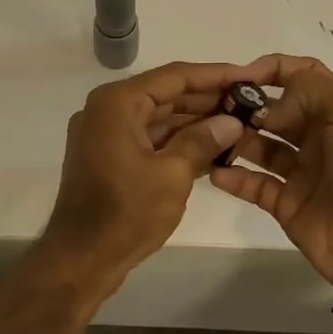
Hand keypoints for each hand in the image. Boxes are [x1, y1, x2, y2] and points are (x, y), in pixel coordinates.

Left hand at [38, 59, 274, 293]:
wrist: (81, 258)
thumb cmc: (126, 213)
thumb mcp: (172, 175)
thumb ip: (202, 141)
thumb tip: (232, 121)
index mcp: (117, 103)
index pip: (174, 76)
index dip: (215, 75)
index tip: (249, 75)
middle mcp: (107, 110)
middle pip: (166, 95)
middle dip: (208, 99)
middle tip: (251, 102)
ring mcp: (105, 134)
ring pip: (159, 119)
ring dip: (196, 122)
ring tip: (239, 124)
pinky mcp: (109, 157)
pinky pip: (149, 139)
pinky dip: (177, 142)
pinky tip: (214, 148)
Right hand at [209, 55, 332, 279]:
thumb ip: (308, 90)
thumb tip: (268, 108)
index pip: (302, 75)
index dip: (272, 69)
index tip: (240, 76)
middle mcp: (318, 136)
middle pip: (274, 111)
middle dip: (246, 105)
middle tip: (216, 109)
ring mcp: (301, 171)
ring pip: (259, 146)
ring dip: (235, 138)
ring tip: (210, 136)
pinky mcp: (285, 202)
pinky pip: (252, 184)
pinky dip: (232, 177)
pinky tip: (214, 170)